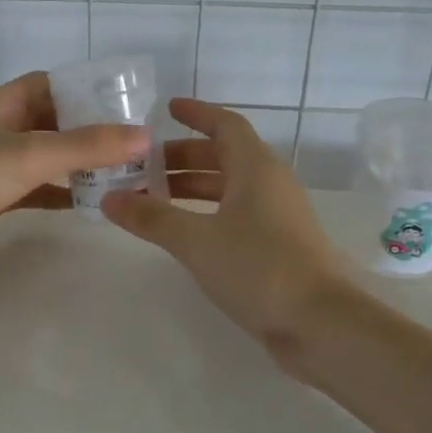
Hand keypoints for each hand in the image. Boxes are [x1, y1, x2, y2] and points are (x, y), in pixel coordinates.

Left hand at [0, 72, 148, 293]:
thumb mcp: (28, 155)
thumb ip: (87, 146)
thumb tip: (145, 135)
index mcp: (2, 106)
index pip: (50, 84)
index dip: (85, 88)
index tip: (127, 102)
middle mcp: (0, 130)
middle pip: (54, 121)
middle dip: (91, 129)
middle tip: (137, 142)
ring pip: (48, 157)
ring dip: (81, 163)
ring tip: (127, 172)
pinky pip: (39, 189)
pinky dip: (64, 192)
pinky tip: (94, 202)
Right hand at [103, 99, 350, 355]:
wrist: (321, 323)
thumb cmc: (258, 267)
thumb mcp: (196, 240)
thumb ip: (151, 217)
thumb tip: (109, 199)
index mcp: (255, 167)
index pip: (224, 124)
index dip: (196, 113)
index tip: (167, 109)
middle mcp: (269, 183)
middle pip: (223, 155)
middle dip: (182, 156)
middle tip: (142, 165)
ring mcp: (277, 215)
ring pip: (229, 187)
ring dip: (192, 187)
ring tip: (152, 199)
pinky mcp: (279, 245)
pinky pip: (236, 213)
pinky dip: (206, 212)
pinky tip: (183, 231)